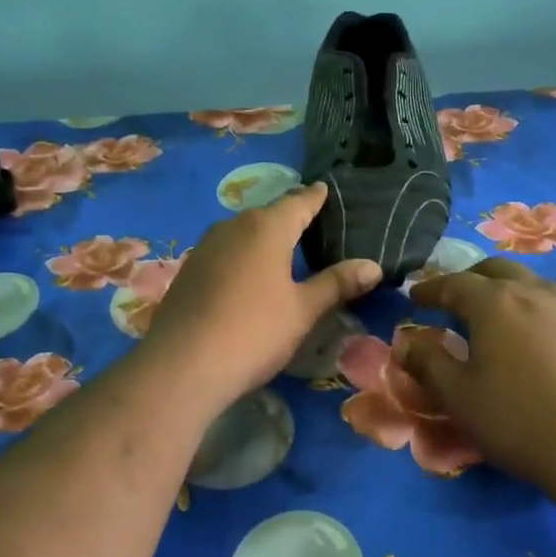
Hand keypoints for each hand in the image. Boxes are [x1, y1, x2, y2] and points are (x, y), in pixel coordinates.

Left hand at [142, 182, 381, 403]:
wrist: (181, 366)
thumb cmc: (253, 332)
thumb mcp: (303, 310)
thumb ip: (336, 283)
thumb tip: (374, 266)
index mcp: (267, 227)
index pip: (299, 202)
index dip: (315, 197)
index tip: (326, 190)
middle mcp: (234, 226)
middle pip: (269, 214)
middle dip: (290, 217)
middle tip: (313, 224)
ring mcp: (206, 246)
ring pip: (244, 231)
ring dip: (264, 236)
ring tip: (284, 248)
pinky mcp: (189, 270)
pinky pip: (225, 251)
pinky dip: (243, 255)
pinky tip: (249, 274)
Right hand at [404, 259, 555, 496]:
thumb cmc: (520, 421)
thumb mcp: (460, 398)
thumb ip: (428, 363)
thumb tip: (406, 343)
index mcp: (495, 302)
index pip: (453, 283)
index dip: (430, 289)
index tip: (414, 296)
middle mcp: (534, 293)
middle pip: (495, 270)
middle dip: (469, 279)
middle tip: (453, 300)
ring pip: (530, 284)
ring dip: (505, 291)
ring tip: (494, 317)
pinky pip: (555, 308)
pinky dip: (533, 312)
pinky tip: (534, 343)